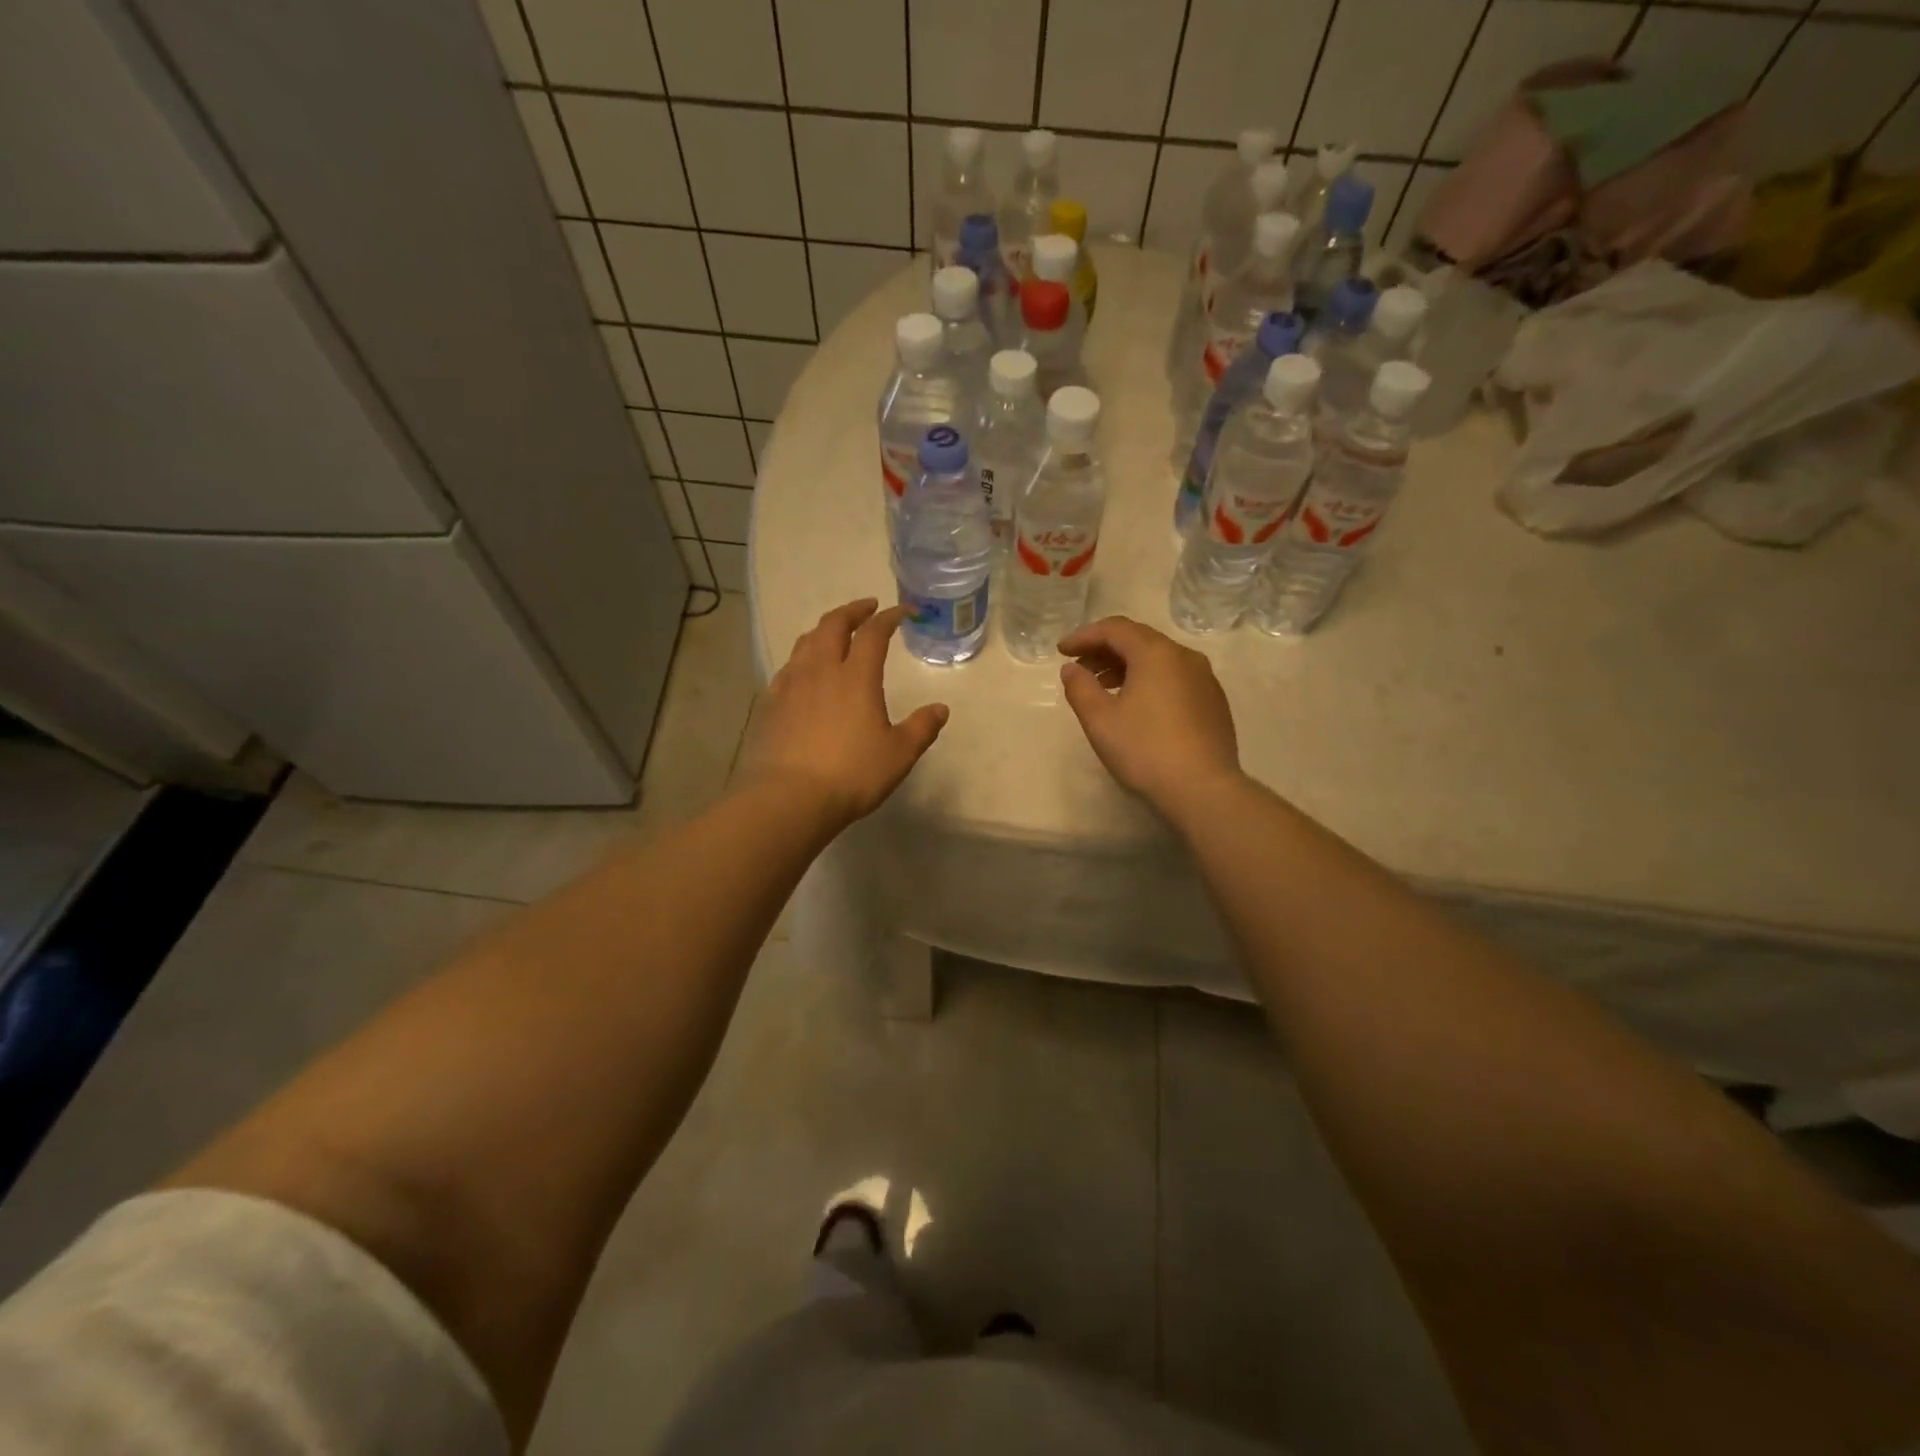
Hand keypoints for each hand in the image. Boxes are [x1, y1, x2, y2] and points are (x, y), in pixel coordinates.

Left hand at [740, 599, 948, 824]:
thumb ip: (921, 728)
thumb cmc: (851, 774)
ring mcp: (791, 685)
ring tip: (835, 633)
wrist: (789, 797)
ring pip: (806, 642)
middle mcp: (822, 670)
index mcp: (857, 677)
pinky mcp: (771, 704)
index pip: (874, 633)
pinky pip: (788, 668)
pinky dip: (803, 658)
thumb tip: (940, 709)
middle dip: (852, 611)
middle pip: (833, 625)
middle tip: (867, 608)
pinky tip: (805, 671)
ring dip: (824, 630)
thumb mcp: (898, 754)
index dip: (890, 617)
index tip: (904, 612)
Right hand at [1058, 617, 1240, 812]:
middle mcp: (1184, 656)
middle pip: (1139, 640)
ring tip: (1103, 687)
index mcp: (1156, 653)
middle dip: (1105, 649)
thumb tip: (1072, 669)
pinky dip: (1150, 680)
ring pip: (1159, 659)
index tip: (1061, 651)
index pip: (1115, 629)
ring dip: (1127, 666)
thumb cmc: (1145, 750)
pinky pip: (1175, 678)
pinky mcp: (1213, 702)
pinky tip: (1137, 705)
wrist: (1203, 788)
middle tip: (1079, 667)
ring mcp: (1204, 679)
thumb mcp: (1100, 720)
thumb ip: (1080, 688)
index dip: (1084, 636)